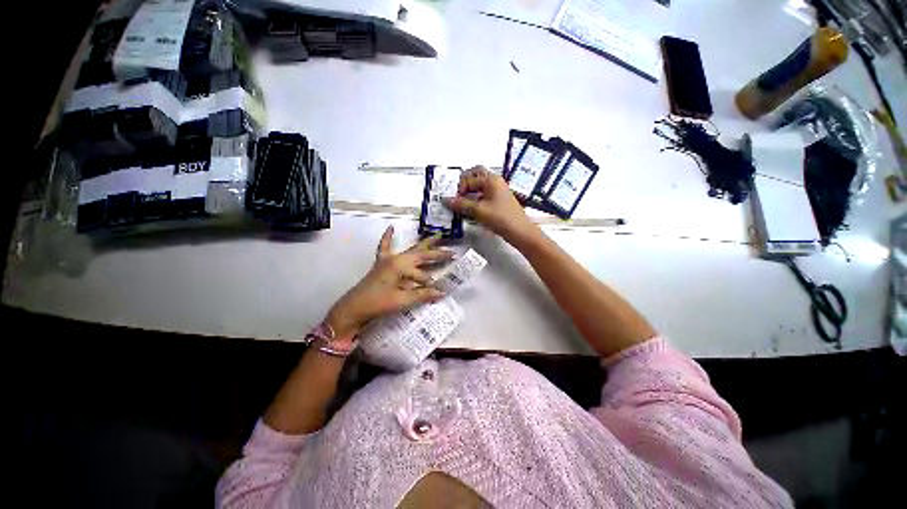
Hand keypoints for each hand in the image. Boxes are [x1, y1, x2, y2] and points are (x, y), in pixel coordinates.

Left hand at [325, 226, 452, 340]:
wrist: (353, 307)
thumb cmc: (378, 303)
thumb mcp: (402, 300)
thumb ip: (423, 295)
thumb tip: (442, 293)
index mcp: (402, 266)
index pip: (424, 274)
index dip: (432, 284)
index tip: (442, 289)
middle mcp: (397, 258)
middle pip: (421, 254)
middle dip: (437, 253)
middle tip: (451, 251)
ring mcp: (388, 259)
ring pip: (410, 249)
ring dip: (423, 244)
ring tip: (436, 237)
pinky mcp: (381, 263)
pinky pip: (385, 247)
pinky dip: (388, 237)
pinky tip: (391, 227)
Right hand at [442, 166, 538, 244]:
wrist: (519, 231)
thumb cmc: (501, 218)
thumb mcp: (478, 210)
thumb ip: (461, 204)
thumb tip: (445, 200)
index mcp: (491, 179)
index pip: (469, 178)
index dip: (460, 189)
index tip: (456, 202)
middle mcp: (495, 182)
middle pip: (475, 176)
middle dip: (464, 185)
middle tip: (458, 196)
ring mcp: (497, 191)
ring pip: (479, 186)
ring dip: (469, 193)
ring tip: (462, 205)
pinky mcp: (498, 201)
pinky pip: (484, 195)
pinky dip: (475, 199)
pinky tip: (471, 210)